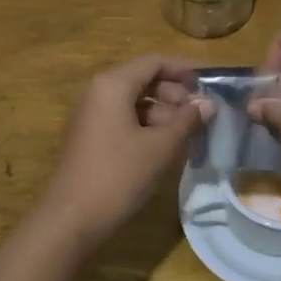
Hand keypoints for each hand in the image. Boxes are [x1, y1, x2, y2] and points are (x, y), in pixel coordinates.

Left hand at [35, 54, 208, 252]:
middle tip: (199, 116)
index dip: (183, 70)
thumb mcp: (160, 147)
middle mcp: (98, 92)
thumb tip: (208, 104)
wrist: (71, 219)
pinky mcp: (89, 136)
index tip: (208, 85)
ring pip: (133, 101)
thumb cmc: (118, 175)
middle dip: (174, 94)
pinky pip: (122, 119)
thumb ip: (186, 121)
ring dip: (162, 113)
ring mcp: (90, 115)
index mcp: (112, 84)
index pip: (153, 62)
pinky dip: (145, 126)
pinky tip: (164, 147)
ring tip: (186, 135)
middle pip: (143, 79)